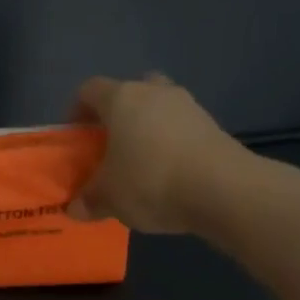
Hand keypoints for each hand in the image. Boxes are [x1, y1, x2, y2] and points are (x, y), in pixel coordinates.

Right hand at [68, 73, 257, 234]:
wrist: (224, 190)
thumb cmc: (151, 181)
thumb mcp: (109, 197)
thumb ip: (88, 200)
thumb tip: (75, 208)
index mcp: (121, 99)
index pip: (89, 90)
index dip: (76, 110)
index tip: (75, 136)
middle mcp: (154, 92)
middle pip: (129, 92)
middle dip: (118, 114)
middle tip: (110, 143)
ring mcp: (188, 106)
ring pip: (158, 108)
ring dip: (147, 127)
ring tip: (141, 162)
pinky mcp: (213, 126)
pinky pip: (181, 127)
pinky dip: (171, 143)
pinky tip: (168, 173)